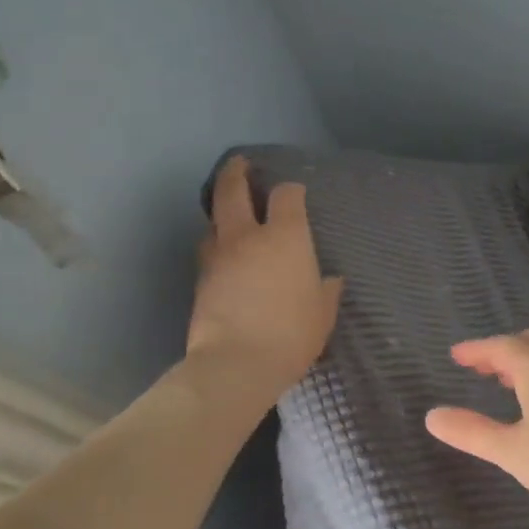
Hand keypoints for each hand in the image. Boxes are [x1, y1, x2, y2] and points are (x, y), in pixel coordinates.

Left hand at [184, 158, 343, 420]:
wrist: (236, 364)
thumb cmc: (291, 333)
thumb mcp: (323, 312)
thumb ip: (326, 289)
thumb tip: (328, 279)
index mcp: (285, 237)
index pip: (287, 195)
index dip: (291, 190)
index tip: (295, 194)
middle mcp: (247, 236)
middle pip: (233, 190)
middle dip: (236, 172)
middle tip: (240, 163)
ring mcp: (219, 256)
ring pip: (213, 221)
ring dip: (221, 212)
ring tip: (229, 214)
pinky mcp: (200, 280)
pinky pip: (208, 250)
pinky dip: (216, 244)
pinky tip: (225, 255)